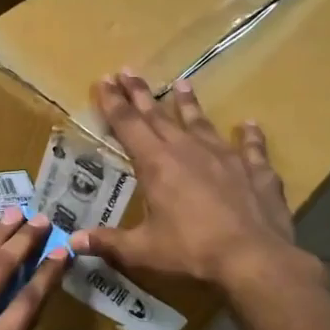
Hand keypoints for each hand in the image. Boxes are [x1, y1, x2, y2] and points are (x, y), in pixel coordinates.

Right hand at [71, 70, 317, 294]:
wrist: (253, 258)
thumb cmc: (191, 252)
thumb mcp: (142, 250)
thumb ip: (108, 242)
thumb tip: (72, 242)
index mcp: (157, 165)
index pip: (128, 126)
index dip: (113, 103)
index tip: (103, 80)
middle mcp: (189, 151)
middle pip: (159, 116)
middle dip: (141, 94)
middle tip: (128, 71)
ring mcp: (226, 158)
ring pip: (202, 123)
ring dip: (189, 104)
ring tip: (182, 82)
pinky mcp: (256, 172)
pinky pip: (251, 148)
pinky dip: (249, 136)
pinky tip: (249, 125)